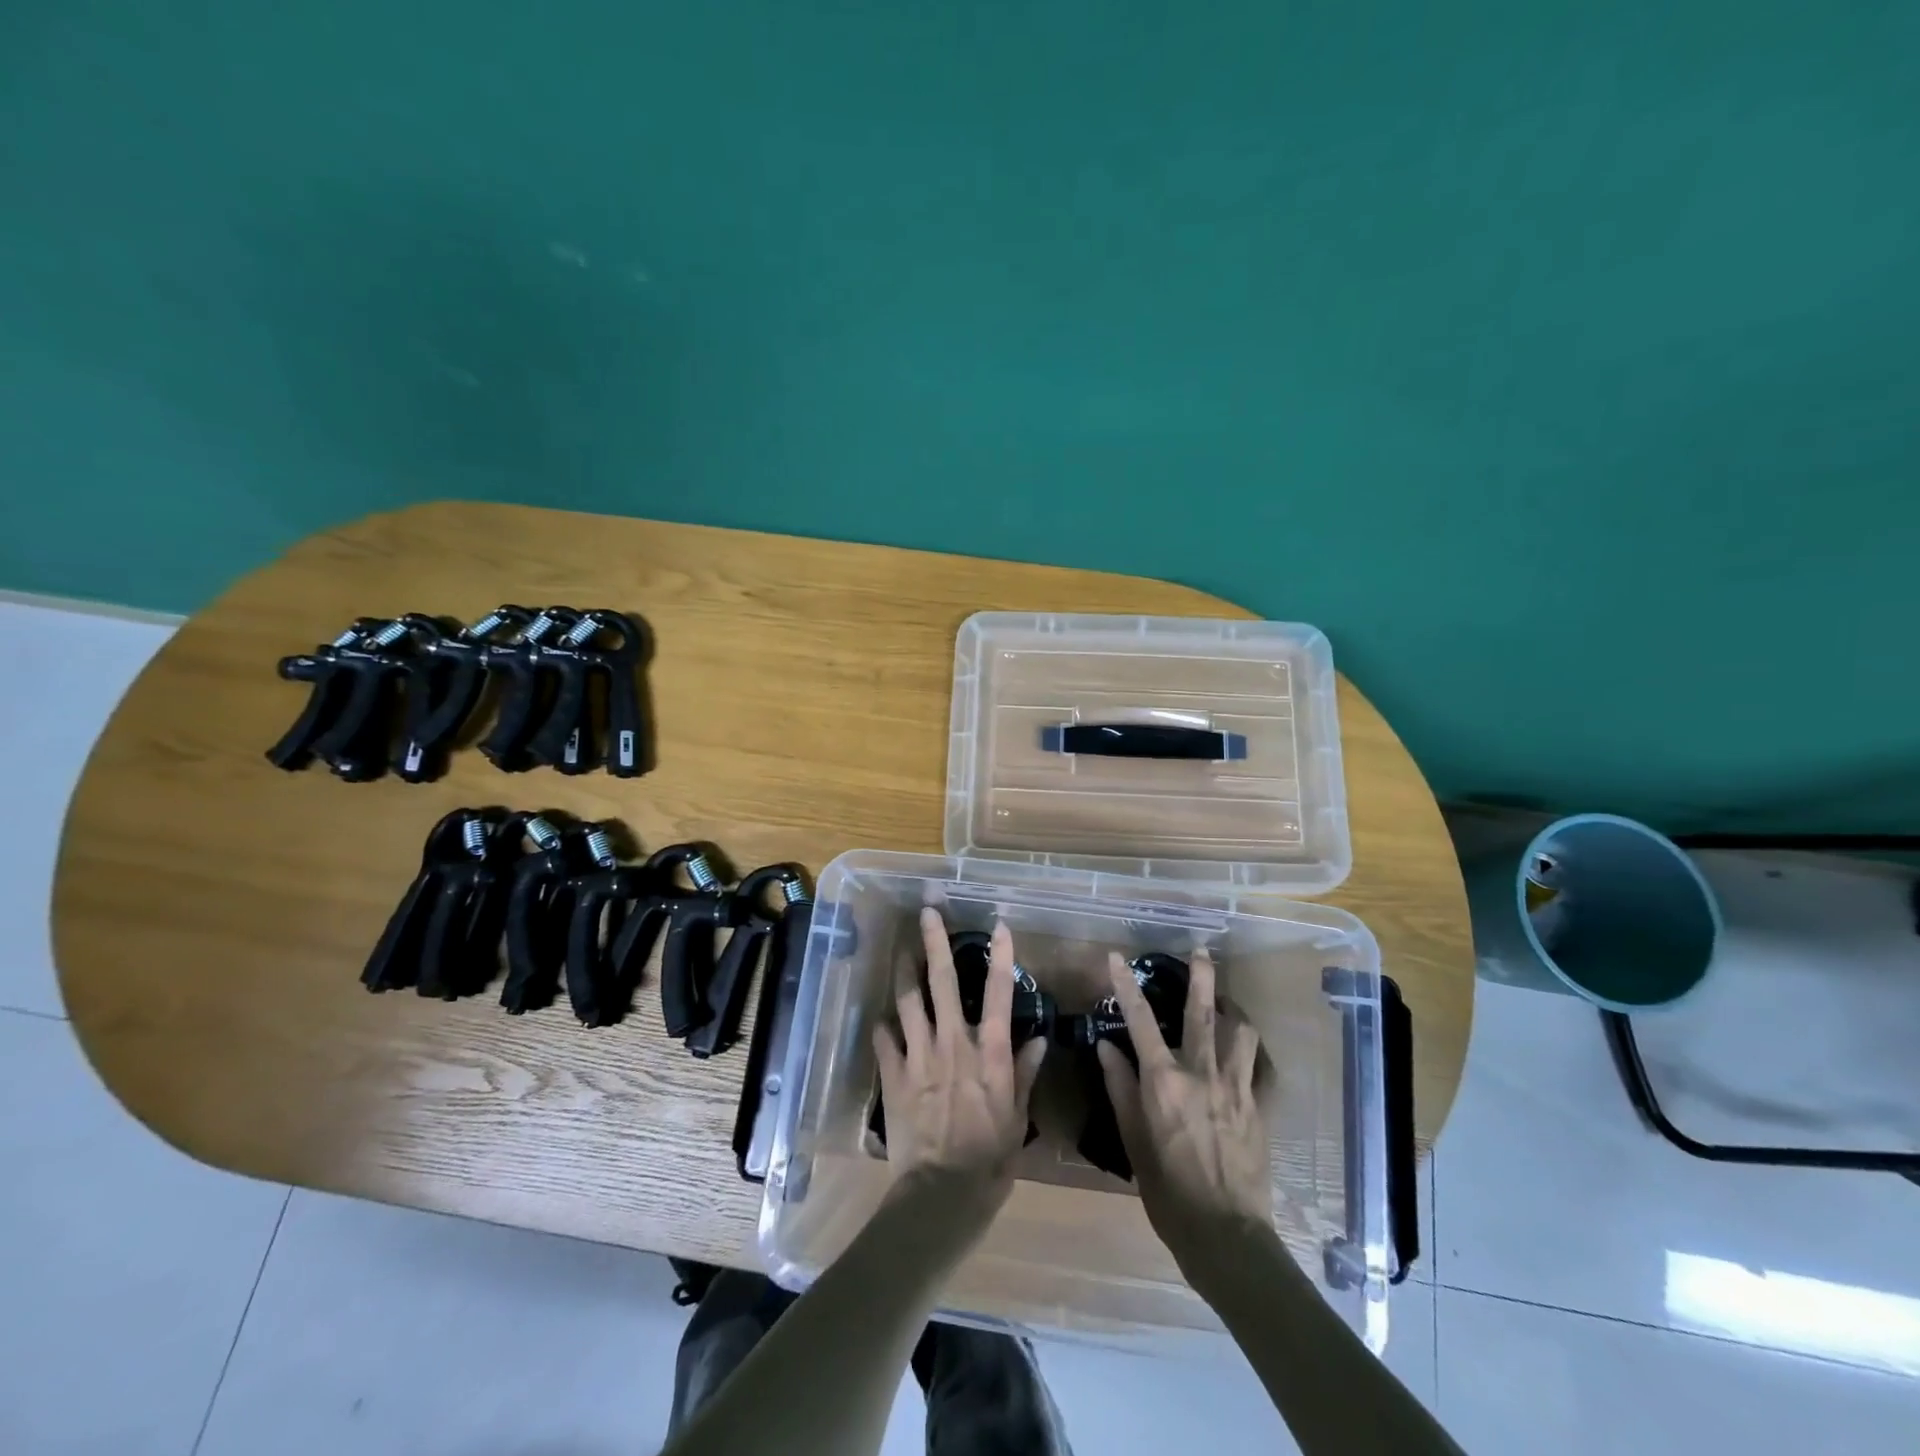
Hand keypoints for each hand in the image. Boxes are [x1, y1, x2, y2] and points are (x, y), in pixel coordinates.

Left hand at [872, 910, 1046, 1200]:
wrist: (941, 1195)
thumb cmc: (990, 1160)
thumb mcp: (1017, 1119)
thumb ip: (1024, 1074)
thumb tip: (1040, 1040)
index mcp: (988, 1053)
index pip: (998, 995)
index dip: (1001, 958)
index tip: (999, 926)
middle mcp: (953, 1043)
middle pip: (943, 983)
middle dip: (935, 944)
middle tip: (927, 913)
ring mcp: (919, 1056)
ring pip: (908, 1001)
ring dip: (904, 973)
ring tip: (900, 951)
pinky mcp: (894, 1075)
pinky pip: (884, 1039)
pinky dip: (884, 1026)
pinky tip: (883, 1018)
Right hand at [1096, 949, 1273, 1273]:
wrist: (1226, 1235)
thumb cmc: (1168, 1191)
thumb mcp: (1133, 1141)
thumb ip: (1120, 1088)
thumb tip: (1106, 1047)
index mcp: (1163, 1081)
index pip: (1140, 1021)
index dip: (1127, 986)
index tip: (1117, 957)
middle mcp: (1201, 1074)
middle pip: (1202, 1013)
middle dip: (1202, 977)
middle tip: (1201, 951)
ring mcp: (1236, 1089)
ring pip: (1240, 1034)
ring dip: (1233, 1013)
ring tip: (1227, 1004)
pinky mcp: (1259, 1108)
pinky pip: (1261, 1069)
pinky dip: (1254, 1055)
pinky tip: (1249, 1054)